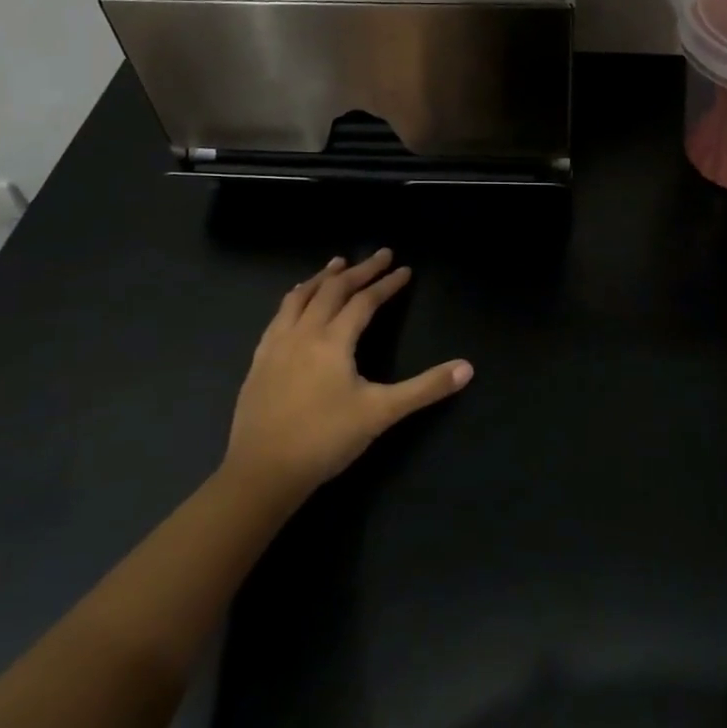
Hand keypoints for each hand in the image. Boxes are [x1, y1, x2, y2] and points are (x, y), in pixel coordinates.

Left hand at [223, 250, 471, 510]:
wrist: (262, 472)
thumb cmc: (325, 440)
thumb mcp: (381, 413)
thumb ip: (425, 388)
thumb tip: (467, 368)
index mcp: (333, 341)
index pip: (364, 301)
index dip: (387, 284)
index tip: (405, 269)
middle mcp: (304, 332)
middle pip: (333, 289)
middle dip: (360, 270)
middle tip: (381, 255)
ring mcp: (276, 344)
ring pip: (300, 296)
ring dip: (323, 277)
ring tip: (337, 263)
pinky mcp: (259, 360)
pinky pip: (279, 315)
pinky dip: (295, 297)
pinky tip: (296, 302)